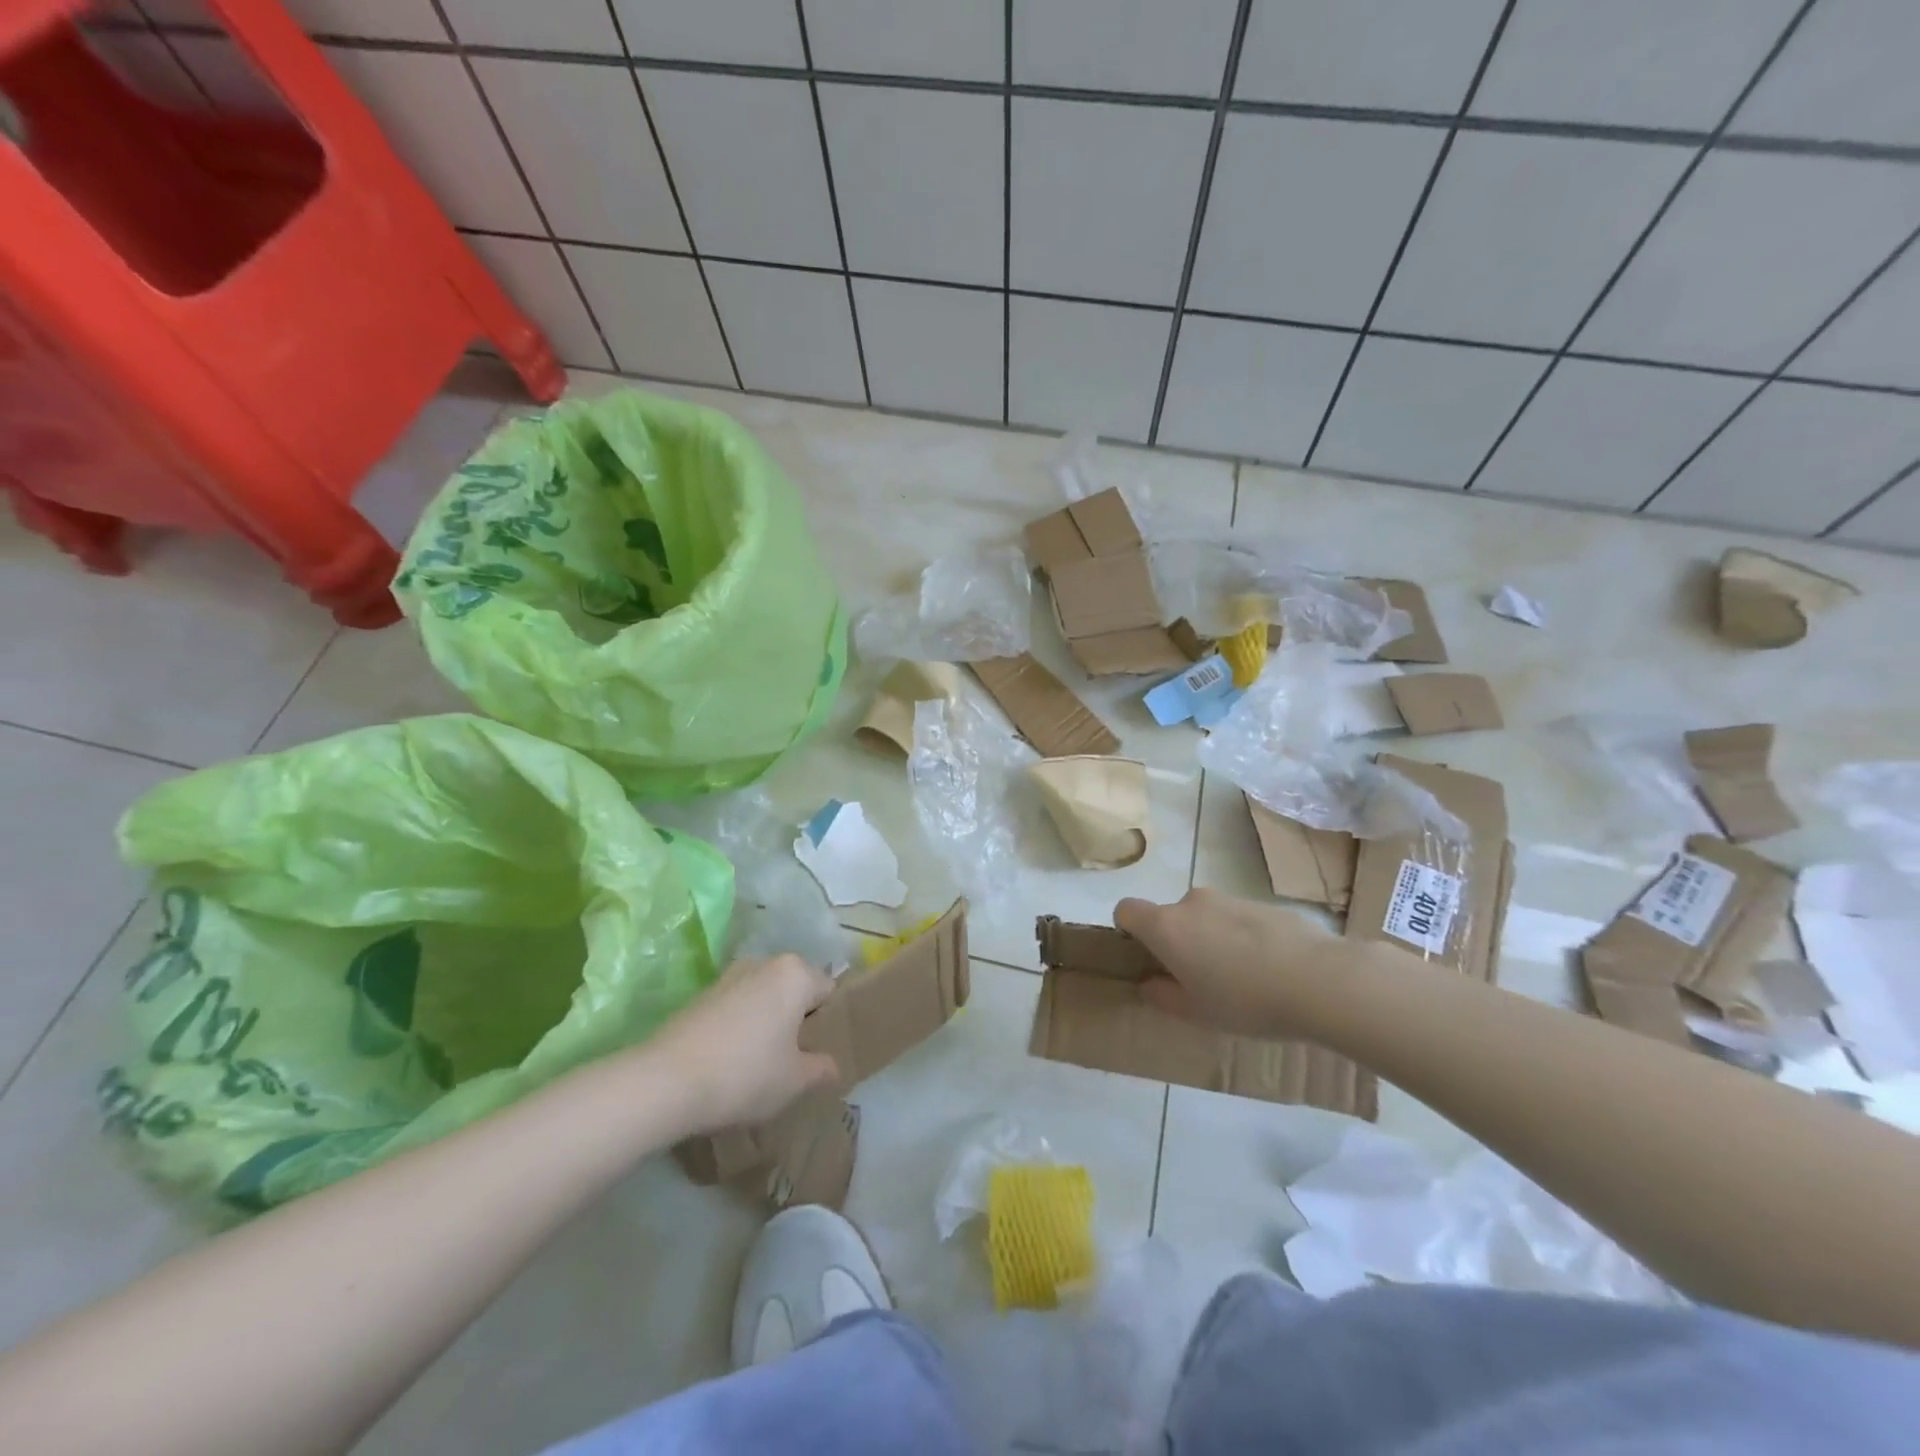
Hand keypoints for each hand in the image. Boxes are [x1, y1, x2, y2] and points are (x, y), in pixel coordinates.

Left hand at [645, 955, 840, 1133]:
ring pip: (764, 998)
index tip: (820, 1054)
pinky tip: (731, 1062)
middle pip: (794, 990)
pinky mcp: (700, 995)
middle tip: (794, 1060)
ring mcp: (729, 976)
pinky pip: (736, 1008)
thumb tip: (831, 1065)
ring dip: (767, 1023)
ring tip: (761, 1064)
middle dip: (797, 1019)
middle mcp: (764, 963)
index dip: (828, 1023)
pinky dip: (740, 1028)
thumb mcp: (795, 1081)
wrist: (665, 1082)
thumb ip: (822, 1069)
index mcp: (796, 973)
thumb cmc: (745, 1074)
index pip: (828, 991)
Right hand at [1115, 888, 1340, 1038]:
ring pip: (1206, 917)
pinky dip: (1244, 938)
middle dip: (1179, 941)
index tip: (1147, 958)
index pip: (1126, 910)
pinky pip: (1239, 919)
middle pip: (1171, 915)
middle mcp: (1191, 902)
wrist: (1320, 980)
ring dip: (1212, 939)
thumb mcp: (1196, 1013)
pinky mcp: (1264, 903)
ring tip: (1242, 979)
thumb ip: (1163, 997)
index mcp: (1166, 926)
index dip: (1129, 930)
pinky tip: (1271, 970)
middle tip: (1200, 979)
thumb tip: (1149, 984)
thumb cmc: (1245, 1001)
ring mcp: (1230, 899)